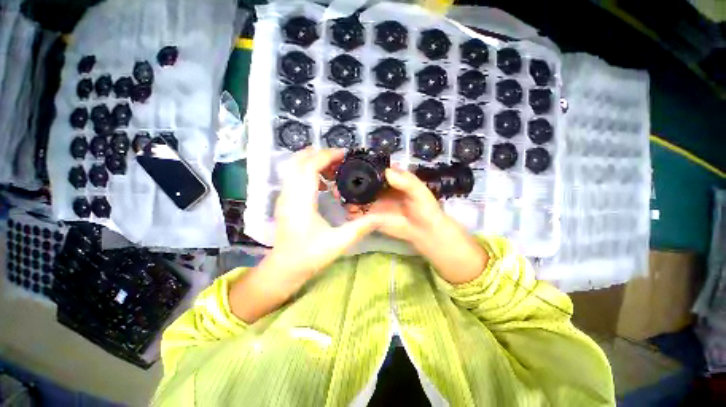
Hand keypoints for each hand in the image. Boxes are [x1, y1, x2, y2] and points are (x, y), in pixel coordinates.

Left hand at [230, 149, 382, 322]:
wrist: (284, 268)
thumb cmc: (309, 256)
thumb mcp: (339, 242)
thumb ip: (360, 227)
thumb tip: (379, 217)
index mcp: (301, 201)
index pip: (310, 166)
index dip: (327, 156)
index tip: (345, 155)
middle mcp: (288, 194)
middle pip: (299, 161)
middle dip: (320, 155)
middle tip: (341, 161)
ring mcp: (284, 196)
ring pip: (294, 166)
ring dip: (314, 162)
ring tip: (334, 170)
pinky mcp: (284, 200)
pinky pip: (294, 176)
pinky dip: (309, 171)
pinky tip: (324, 183)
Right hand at [342, 167, 487, 284]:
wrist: (424, 230)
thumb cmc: (424, 207)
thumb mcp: (418, 191)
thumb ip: (405, 181)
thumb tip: (387, 171)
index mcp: (389, 180)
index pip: (373, 170)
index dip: (361, 167)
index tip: (349, 165)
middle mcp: (378, 190)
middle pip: (360, 183)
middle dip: (349, 182)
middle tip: (338, 182)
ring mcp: (373, 204)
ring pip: (356, 198)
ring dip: (347, 196)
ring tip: (339, 195)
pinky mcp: (371, 217)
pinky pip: (358, 213)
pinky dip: (350, 212)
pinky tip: (348, 211)